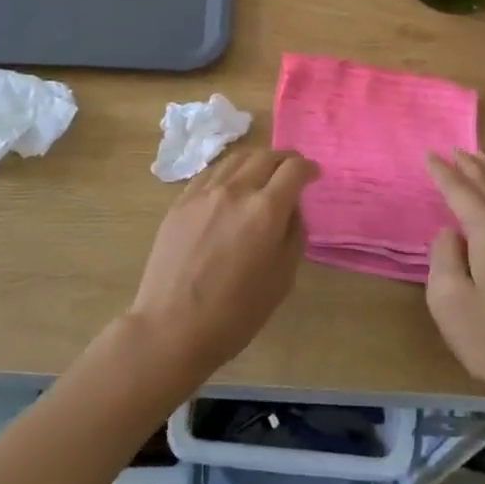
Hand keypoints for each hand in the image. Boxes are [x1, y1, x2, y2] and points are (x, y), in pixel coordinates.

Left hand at [128, 148, 312, 380]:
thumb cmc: (234, 314)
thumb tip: (291, 210)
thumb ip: (293, 235)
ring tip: (262, 172)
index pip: (293, 169)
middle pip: (266, 155)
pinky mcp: (181, 201)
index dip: (308, 168)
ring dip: (256, 159)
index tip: (313, 174)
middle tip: (291, 171)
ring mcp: (204, 192)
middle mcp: (235, 190)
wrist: (171, 328)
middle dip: (284, 159)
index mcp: (265, 210)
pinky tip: (230, 184)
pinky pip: (210, 172)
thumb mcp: (281, 280)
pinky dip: (229, 170)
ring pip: (236, 158)